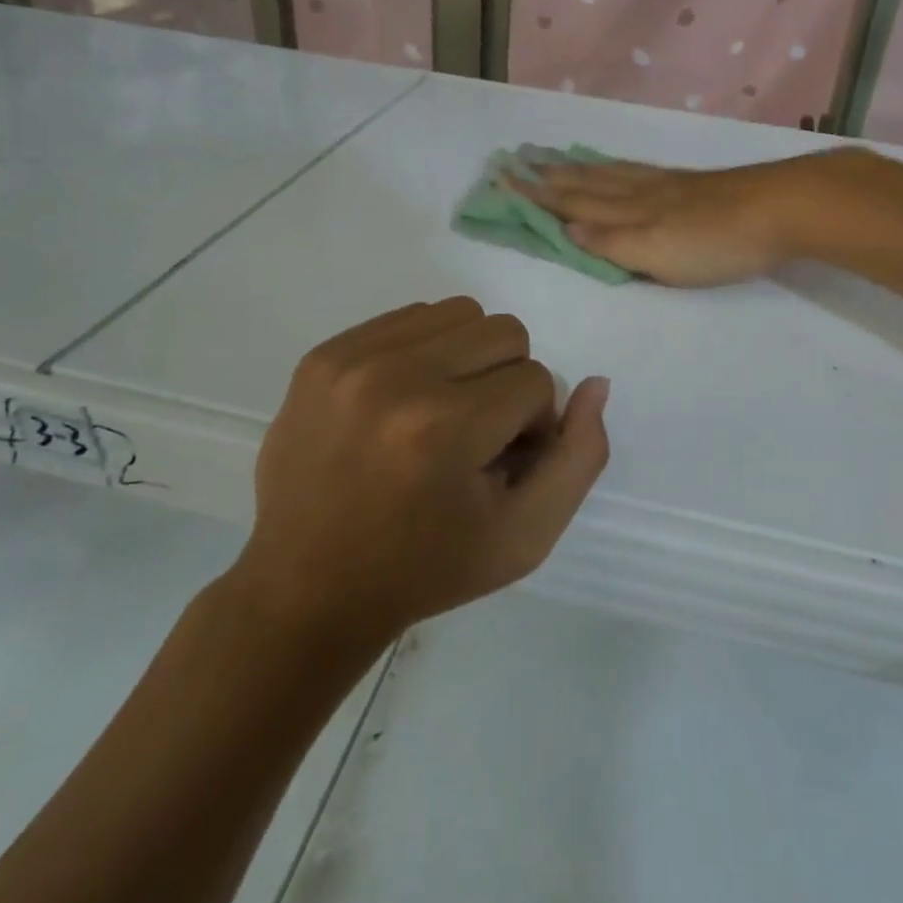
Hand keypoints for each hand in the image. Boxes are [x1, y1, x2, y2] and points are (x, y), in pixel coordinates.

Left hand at [235, 298, 608, 648]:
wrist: (306, 588)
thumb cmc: (426, 568)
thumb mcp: (525, 535)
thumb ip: (578, 458)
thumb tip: (596, 384)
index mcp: (445, 428)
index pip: (537, 381)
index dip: (532, 425)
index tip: (499, 464)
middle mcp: (396, 377)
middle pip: (504, 332)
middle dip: (507, 382)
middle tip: (475, 434)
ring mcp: (351, 359)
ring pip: (459, 314)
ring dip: (468, 358)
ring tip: (441, 412)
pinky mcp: (322, 354)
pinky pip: (409, 317)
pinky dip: (425, 352)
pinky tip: (405, 401)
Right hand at [514, 154, 831, 286]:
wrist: (781, 208)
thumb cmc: (718, 243)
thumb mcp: (658, 255)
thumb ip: (612, 243)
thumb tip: (566, 228)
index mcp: (629, 214)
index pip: (573, 203)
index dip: (538, 195)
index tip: (503, 180)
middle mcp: (640, 193)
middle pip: (586, 183)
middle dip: (548, 177)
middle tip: (515, 162)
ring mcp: (665, 185)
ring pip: (609, 174)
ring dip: (576, 168)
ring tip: (552, 159)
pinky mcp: (689, 183)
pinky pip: (635, 170)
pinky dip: (612, 166)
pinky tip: (613, 166)